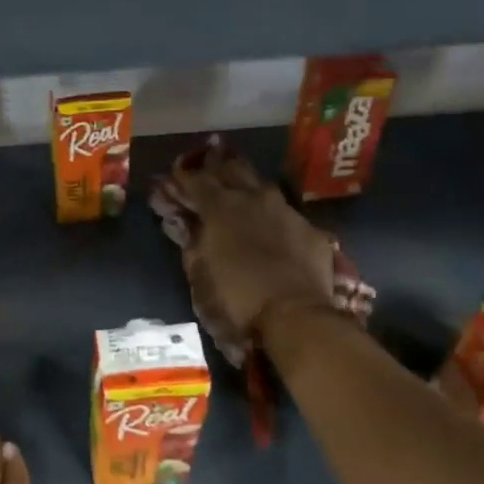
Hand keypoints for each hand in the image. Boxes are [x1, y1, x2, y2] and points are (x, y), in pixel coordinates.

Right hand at [169, 141, 336, 343]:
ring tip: (237, 189)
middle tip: (205, 166)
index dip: (182, 176)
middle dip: (215, 166)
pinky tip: (271, 225)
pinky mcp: (311, 230)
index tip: (172, 176)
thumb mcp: (199, 274)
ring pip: (262, 185)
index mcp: (220, 207)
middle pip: (232, 169)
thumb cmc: (235, 298)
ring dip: (246, 184)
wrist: (296, 317)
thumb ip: (190, 241)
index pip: (196, 179)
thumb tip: (182, 221)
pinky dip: (272, 215)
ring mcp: (286, 211)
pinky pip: (286, 213)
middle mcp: (254, 198)